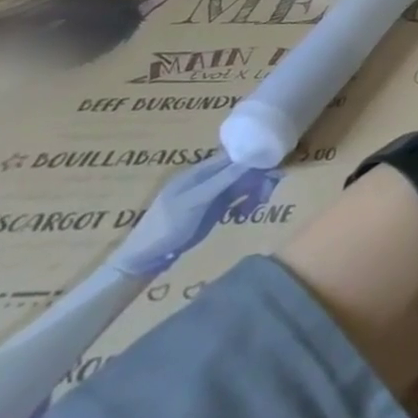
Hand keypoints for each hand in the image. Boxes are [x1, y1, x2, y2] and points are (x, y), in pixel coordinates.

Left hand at [112, 154, 280, 277]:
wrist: (143, 261)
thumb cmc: (166, 227)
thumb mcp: (194, 202)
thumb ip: (222, 180)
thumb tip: (251, 158)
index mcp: (199, 172)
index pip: (233, 157)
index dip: (253, 159)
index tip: (274, 167)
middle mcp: (207, 179)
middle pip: (240, 170)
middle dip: (257, 178)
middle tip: (268, 193)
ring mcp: (210, 195)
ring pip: (241, 184)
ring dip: (254, 192)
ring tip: (257, 206)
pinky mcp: (213, 210)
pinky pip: (237, 199)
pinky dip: (246, 203)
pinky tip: (247, 213)